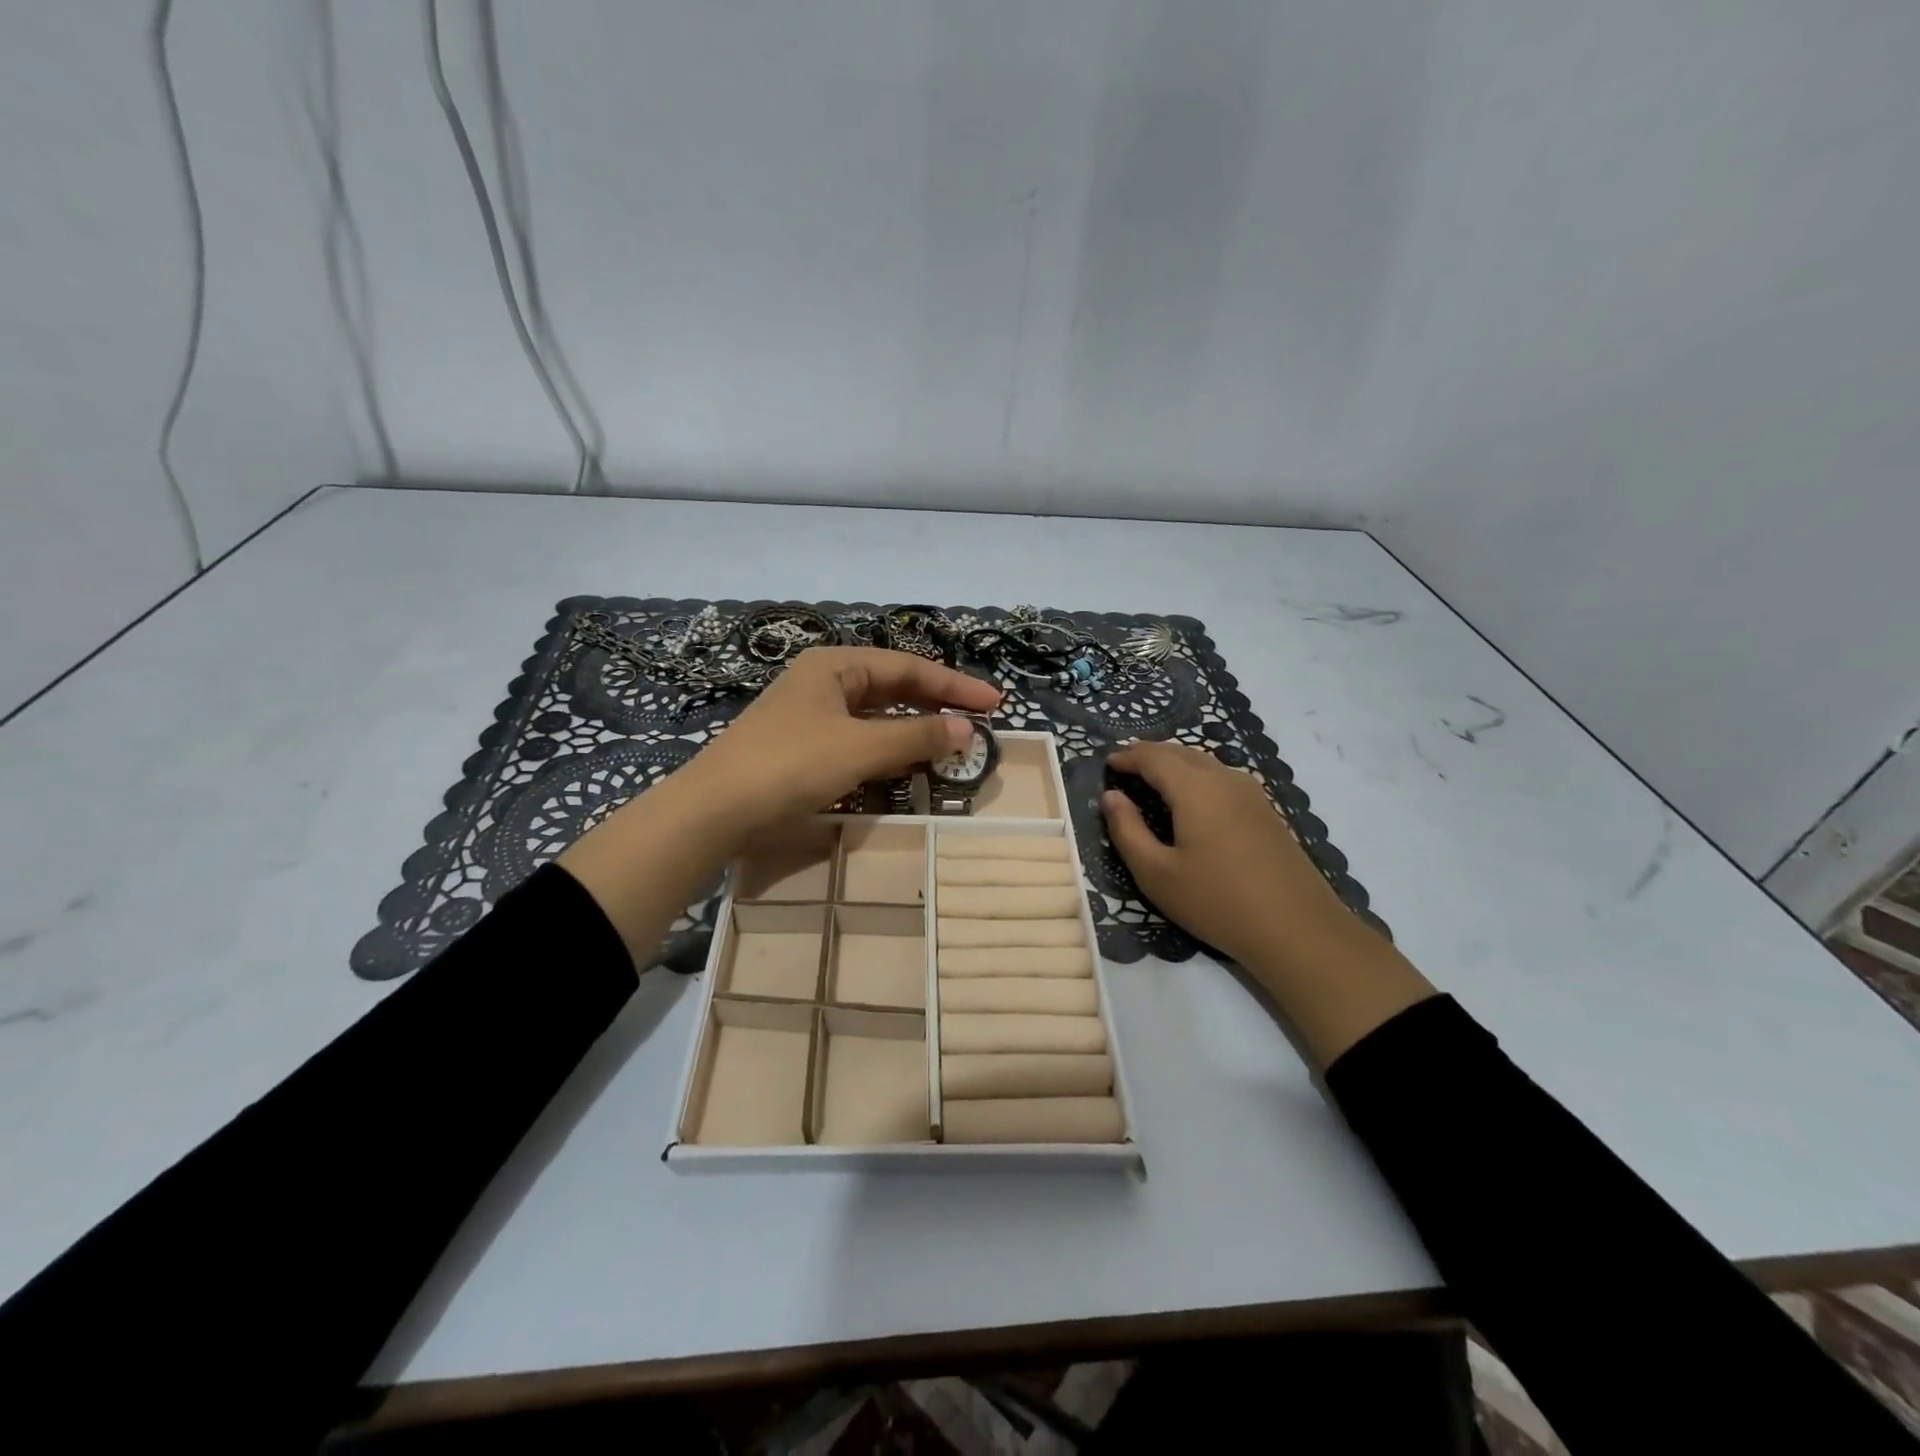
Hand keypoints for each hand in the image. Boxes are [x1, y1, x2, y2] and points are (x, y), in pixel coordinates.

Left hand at [674, 647, 1001, 838]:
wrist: (715, 810)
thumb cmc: (790, 764)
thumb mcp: (859, 748)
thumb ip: (915, 737)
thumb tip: (966, 730)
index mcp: (835, 665)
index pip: (909, 668)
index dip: (955, 685)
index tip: (996, 704)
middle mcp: (824, 682)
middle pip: (894, 687)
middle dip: (937, 704)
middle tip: (982, 721)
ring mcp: (812, 716)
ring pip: (877, 716)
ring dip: (915, 729)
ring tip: (954, 744)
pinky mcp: (805, 748)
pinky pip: (859, 740)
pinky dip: (888, 750)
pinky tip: (909, 765)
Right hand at [1101, 739, 1432, 1065]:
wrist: (1298, 929)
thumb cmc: (1217, 901)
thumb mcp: (1156, 873)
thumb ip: (1127, 830)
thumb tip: (1110, 796)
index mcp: (1195, 788)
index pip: (1154, 757)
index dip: (1127, 756)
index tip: (1106, 762)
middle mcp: (1225, 779)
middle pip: (1182, 752)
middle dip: (1150, 754)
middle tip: (1125, 765)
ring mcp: (1252, 793)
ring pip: (1205, 763)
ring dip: (1175, 764)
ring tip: (1153, 778)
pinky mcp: (1267, 811)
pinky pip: (1222, 779)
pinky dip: (1197, 777)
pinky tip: (1191, 800)